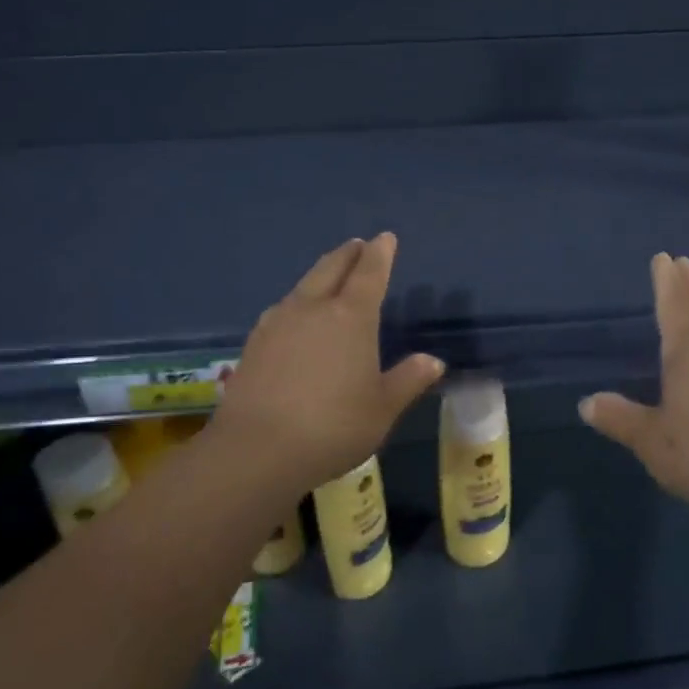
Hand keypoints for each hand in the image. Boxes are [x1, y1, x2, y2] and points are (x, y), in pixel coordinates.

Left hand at [210, 233, 443, 496]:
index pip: (369, 273)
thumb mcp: (382, 408)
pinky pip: (283, 308)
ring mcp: (278, 322)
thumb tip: (433, 361)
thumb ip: (408, 380)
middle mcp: (313, 308)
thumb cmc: (333, 426)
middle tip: (359, 246)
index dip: (380, 253)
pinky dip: (298, 300)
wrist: (257, 450)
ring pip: (304, 285)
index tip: (385, 238)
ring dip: (321, 273)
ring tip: (330, 274)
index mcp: (351, 317)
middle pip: (332, 268)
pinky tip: (296, 315)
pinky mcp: (255, 342)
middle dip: (349, 253)